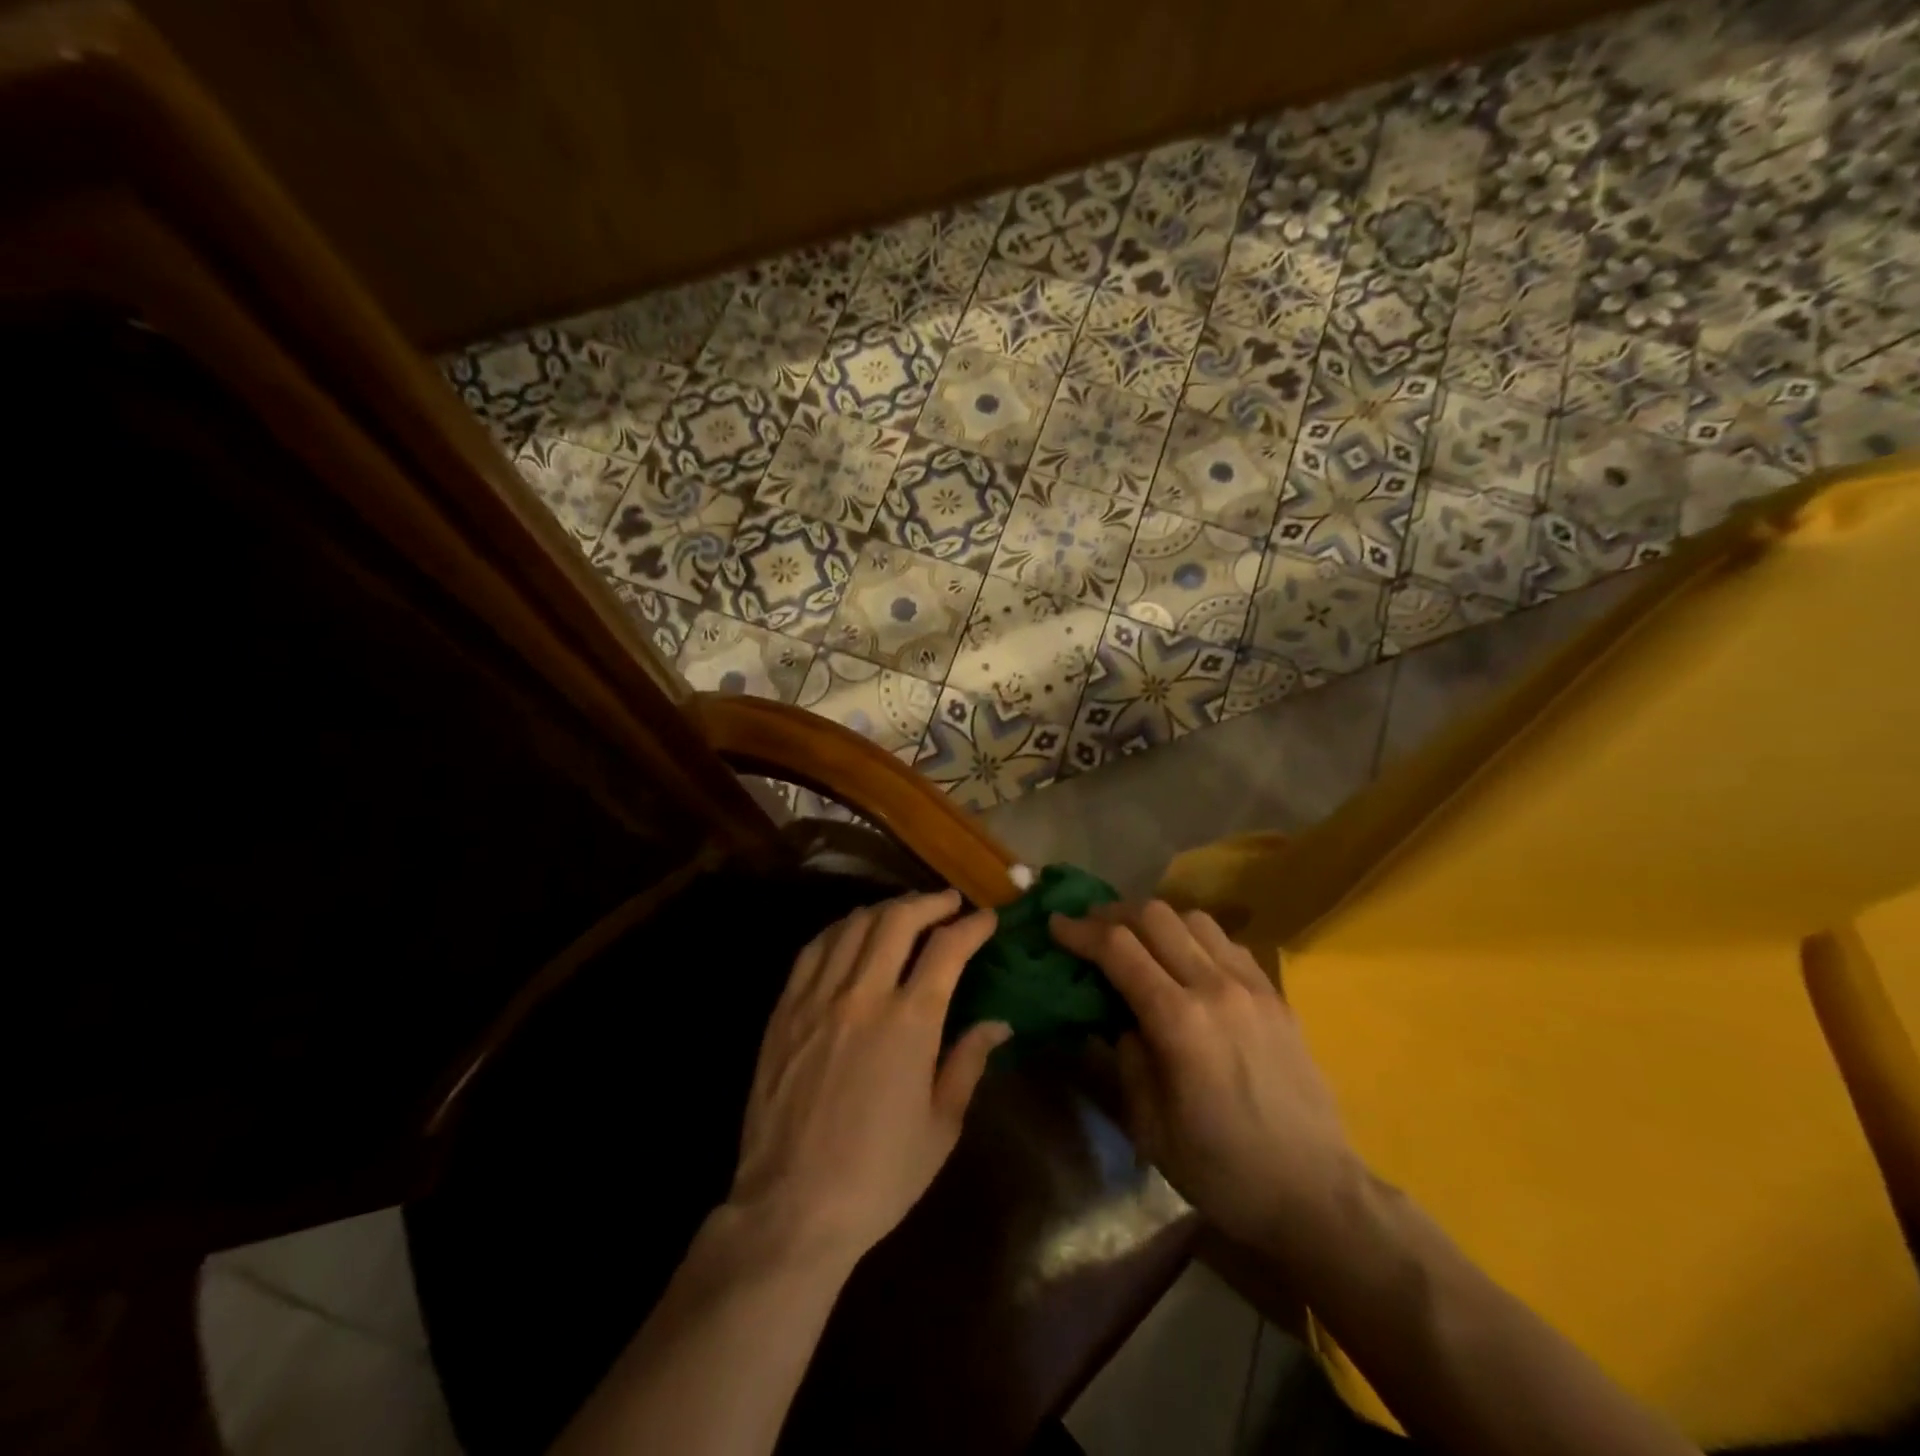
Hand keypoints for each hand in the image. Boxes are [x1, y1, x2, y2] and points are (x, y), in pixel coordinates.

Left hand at [729, 890, 1009, 1266]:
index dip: (972, 926)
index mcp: (909, 1023)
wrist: (791, 1208)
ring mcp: (818, 998)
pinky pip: (815, 948)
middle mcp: (863, 995)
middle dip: (930, 902)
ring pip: (854, 925)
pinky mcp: (785, 1009)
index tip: (987, 919)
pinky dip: (842, 929)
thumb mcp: (941, 1126)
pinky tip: (853, 931)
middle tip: (949, 902)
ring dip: (886, 908)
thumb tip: (998, 1023)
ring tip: (906, 911)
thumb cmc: (878, 1175)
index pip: (947, 949)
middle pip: (897, 920)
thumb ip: (968, 1063)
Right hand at [1050, 902, 1360, 1255]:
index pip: (1119, 949)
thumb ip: (1126, 1059)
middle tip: (1090, 926)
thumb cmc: (1223, 1170)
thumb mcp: (1150, 1126)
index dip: (1080, 931)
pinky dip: (1195, 937)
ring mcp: (1252, 986)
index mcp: (1179, 1021)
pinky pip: (1228, 943)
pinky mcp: (1276, 995)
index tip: (1055, 925)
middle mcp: (1216, 988)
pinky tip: (1186, 961)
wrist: (1315, 1194)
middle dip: (1113, 913)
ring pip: (1195, 919)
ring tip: (1136, 939)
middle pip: (1155, 916)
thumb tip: (1119, 1019)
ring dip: (1156, 920)